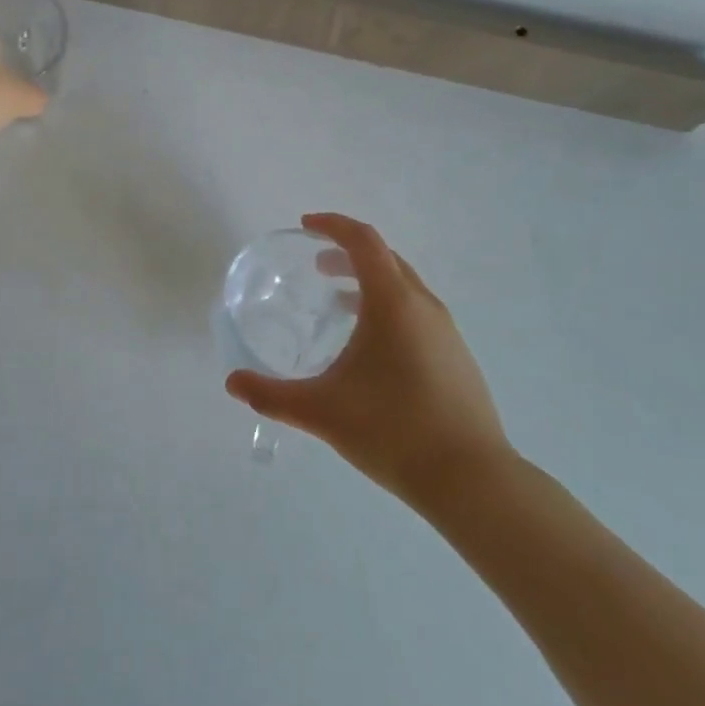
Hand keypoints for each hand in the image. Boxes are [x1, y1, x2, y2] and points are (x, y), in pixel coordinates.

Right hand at [225, 213, 513, 505]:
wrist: (472, 481)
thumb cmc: (392, 430)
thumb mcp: (321, 411)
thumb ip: (271, 396)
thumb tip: (232, 384)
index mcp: (393, 302)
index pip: (363, 240)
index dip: (333, 225)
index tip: (306, 226)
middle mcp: (423, 306)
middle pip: (385, 258)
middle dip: (348, 253)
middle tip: (317, 267)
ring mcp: (446, 331)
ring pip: (404, 286)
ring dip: (369, 282)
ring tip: (339, 305)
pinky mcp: (457, 357)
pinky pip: (417, 312)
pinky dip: (388, 308)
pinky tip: (372, 349)